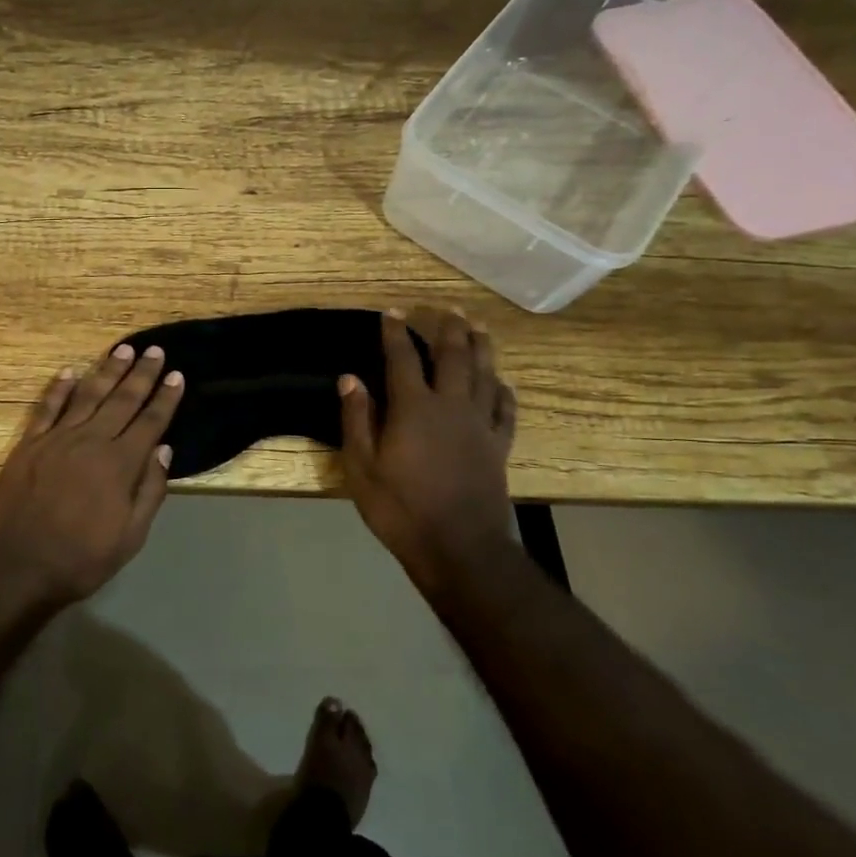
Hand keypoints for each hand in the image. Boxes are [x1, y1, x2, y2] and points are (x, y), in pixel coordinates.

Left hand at [0, 342, 184, 606]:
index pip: (150, 422)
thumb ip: (150, 490)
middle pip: (122, 400)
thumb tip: (164, 450)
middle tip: (155, 351)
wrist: (17, 565)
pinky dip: (59, 388)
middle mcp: (91, 441)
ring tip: (123, 349)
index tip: (177, 376)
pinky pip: (47, 407)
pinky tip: (70, 371)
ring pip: (88, 395)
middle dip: (142, 374)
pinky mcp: (29, 444)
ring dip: (107, 370)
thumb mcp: (130, 536)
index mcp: (120, 464)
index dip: (165, 399)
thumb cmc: (80, 558)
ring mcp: (57, 439)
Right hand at [338, 308, 517, 592]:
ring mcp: (479, 426)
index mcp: (413, 409)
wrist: (459, 548)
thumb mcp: (361, 468)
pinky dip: (504, 391)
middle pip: (453, 357)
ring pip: (485, 375)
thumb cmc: (400, 509)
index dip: (395, 333)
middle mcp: (450, 407)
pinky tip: (502, 383)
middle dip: (449, 329)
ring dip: (481, 347)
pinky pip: (505, 410)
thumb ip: (357, 420)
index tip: (391, 312)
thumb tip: (350, 378)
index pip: (402, 359)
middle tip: (448, 308)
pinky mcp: (498, 447)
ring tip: (479, 326)